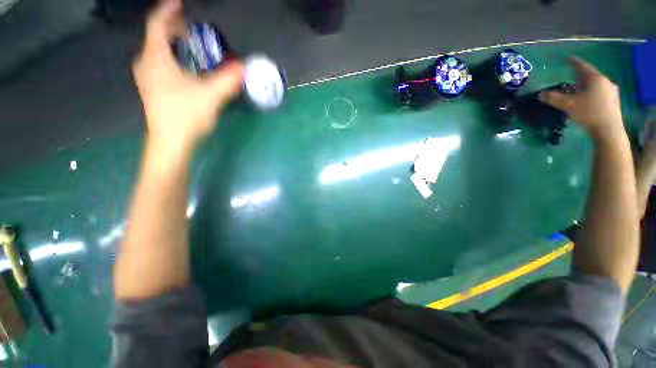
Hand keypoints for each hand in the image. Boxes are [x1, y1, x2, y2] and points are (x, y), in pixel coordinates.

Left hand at [132, 0, 243, 152]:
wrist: (170, 143)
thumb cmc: (186, 116)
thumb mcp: (211, 96)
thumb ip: (228, 80)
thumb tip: (245, 68)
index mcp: (157, 59)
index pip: (157, 25)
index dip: (167, 11)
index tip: (179, 3)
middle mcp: (147, 64)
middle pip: (155, 37)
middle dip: (171, 28)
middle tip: (190, 27)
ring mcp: (147, 78)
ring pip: (156, 51)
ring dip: (170, 43)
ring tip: (187, 44)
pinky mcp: (151, 90)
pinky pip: (157, 64)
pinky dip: (169, 57)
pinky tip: (182, 66)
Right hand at [539, 57, 623, 138]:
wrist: (608, 130)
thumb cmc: (588, 113)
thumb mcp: (568, 105)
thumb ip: (554, 98)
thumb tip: (540, 94)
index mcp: (595, 78)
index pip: (582, 66)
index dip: (575, 62)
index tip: (569, 58)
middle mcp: (605, 81)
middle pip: (591, 75)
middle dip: (581, 75)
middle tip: (573, 75)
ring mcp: (611, 91)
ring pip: (597, 84)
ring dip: (587, 84)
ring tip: (580, 87)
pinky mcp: (614, 101)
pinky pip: (601, 92)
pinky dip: (593, 92)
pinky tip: (589, 97)